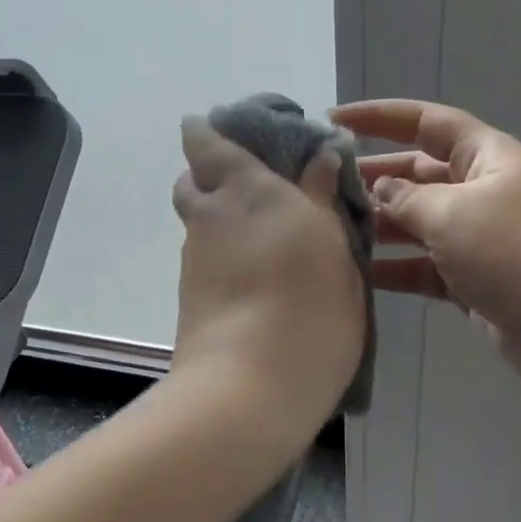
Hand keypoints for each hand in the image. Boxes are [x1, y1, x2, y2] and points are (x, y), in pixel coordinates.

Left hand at [170, 117, 365, 436]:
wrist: (251, 387)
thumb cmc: (311, 309)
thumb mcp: (333, 250)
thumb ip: (322, 201)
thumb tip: (319, 158)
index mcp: (248, 190)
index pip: (208, 143)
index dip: (210, 134)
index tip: (231, 136)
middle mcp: (211, 218)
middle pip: (192, 183)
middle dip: (210, 178)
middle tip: (254, 196)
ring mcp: (193, 261)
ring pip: (197, 226)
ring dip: (220, 223)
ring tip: (264, 248)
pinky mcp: (187, 299)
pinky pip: (202, 262)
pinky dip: (221, 260)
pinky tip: (254, 284)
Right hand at [330, 99, 520, 391]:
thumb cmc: (514, 253)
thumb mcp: (454, 214)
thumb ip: (407, 199)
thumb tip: (380, 189)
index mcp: (486, 157)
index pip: (427, 122)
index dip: (380, 118)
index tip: (334, 121)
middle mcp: (480, 190)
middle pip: (417, 174)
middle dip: (373, 178)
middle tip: (323, 188)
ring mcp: (475, 237)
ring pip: (416, 223)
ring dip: (379, 227)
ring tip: (331, 233)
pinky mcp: (469, 278)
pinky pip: (422, 264)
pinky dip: (394, 267)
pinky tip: (357, 274)